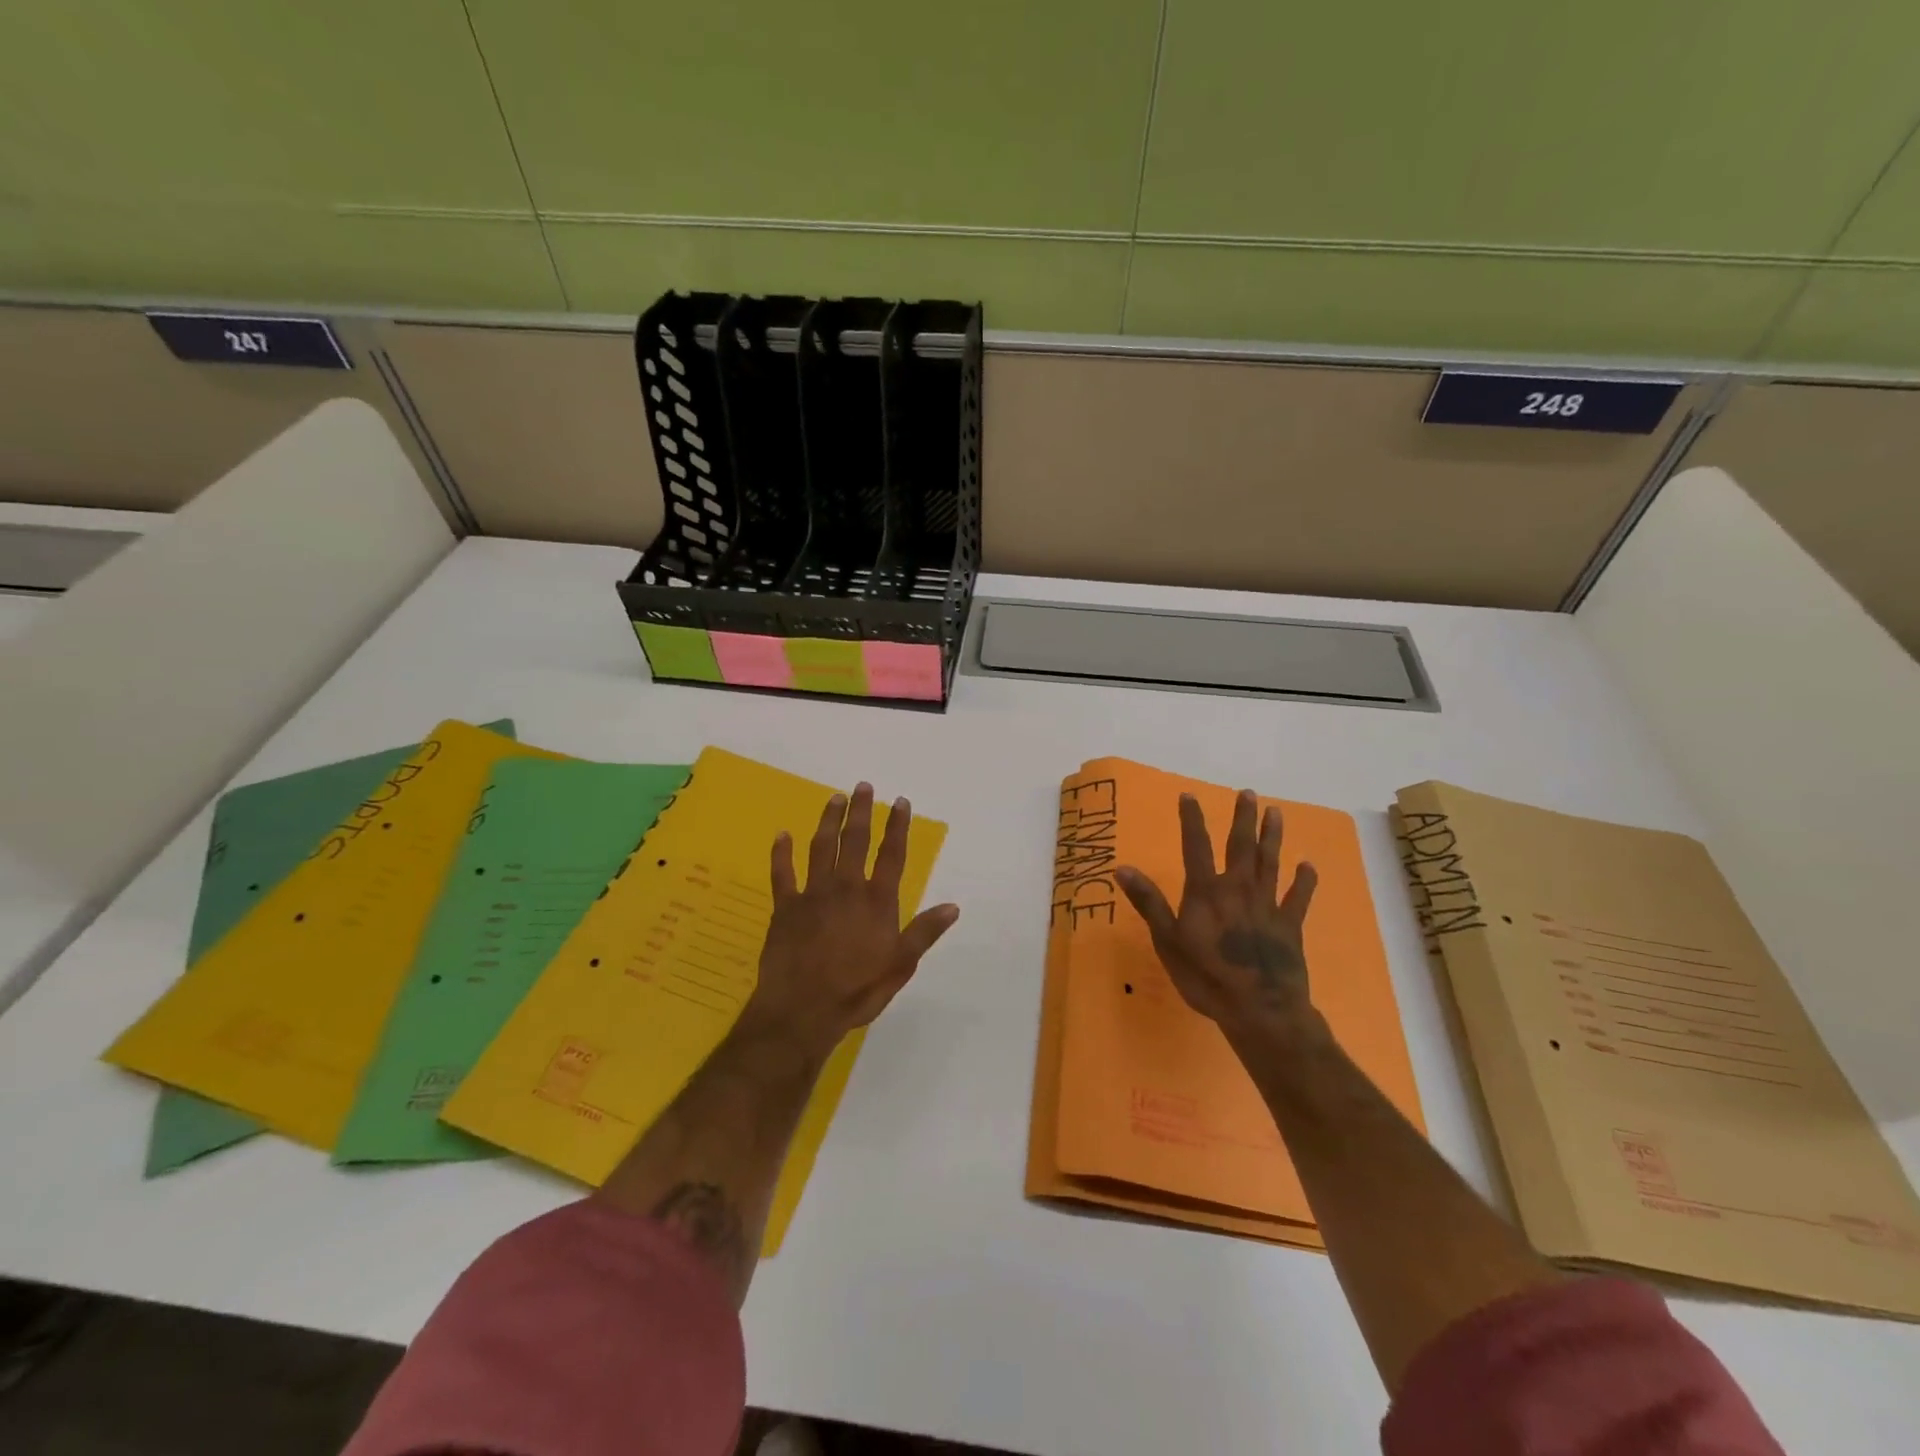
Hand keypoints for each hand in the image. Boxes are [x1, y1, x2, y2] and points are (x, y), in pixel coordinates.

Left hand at [740, 782, 959, 1059]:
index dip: (897, 826)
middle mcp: (846, 888)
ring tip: (834, 798)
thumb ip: (924, 933)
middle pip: (854, 841)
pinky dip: (781, 853)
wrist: (802, 1011)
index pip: (891, 855)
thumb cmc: (857, 991)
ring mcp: (812, 895)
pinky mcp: (785, 907)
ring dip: (828, 821)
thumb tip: (953, 906)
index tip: (900, 802)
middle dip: (860, 812)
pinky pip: (782, 874)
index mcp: (876, 901)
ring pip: (820, 848)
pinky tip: (782, 835)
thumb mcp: (900, 966)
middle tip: (862, 786)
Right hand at [1115, 790, 1321, 1045]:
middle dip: (1242, 818)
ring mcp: (1267, 906)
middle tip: (1248, 793)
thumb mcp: (1167, 941)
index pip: (1196, 847)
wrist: (1259, 1009)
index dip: (1192, 820)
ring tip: (1276, 812)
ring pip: (1271, 863)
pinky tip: (1308, 865)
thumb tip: (1122, 868)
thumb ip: (1149, 902)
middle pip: (1240, 846)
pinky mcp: (1290, 926)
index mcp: (1206, 892)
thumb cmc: (1205, 976)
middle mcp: (1238, 889)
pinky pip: (1298, 898)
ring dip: (1272, 837)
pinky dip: (1304, 881)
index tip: (1189, 795)